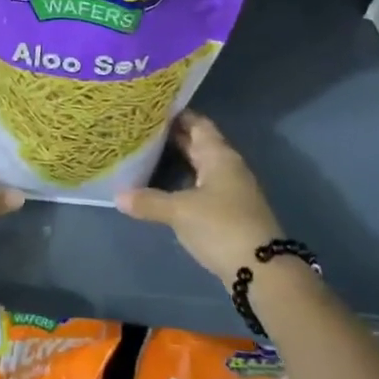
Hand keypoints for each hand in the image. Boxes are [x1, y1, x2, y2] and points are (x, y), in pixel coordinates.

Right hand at [116, 112, 282, 288]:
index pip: (197, 124)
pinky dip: (183, 182)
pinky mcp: (229, 211)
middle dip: (172, 137)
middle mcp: (227, 166)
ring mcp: (230, 190)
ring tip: (146, 155)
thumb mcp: (180, 212)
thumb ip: (149, 201)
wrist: (261, 270)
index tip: (150, 108)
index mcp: (219, 156)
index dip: (176, 115)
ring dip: (177, 160)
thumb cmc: (221, 226)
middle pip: (198, 144)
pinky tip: (163, 187)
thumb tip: (118, 195)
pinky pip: (201, 186)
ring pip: (200, 166)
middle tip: (141, 130)